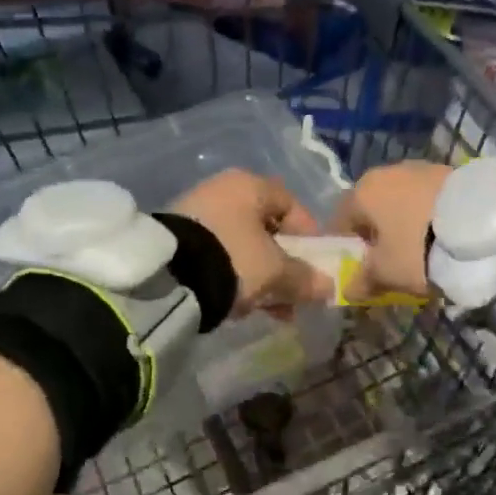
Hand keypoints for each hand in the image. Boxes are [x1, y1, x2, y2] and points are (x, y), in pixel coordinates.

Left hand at [169, 170, 333, 315]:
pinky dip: (232, 276)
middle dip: (282, 265)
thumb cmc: (233, 260)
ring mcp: (196, 212)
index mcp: (250, 185)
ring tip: (266, 309)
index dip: (309, 237)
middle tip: (291, 294)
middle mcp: (222, 190)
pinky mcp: (177, 238)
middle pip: (265, 229)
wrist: (167, 277)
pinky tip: (237, 304)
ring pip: (242, 246)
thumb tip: (328, 286)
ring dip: (260, 276)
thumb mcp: (275, 272)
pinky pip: (218, 255)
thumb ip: (304, 278)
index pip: (291, 205)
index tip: (314, 267)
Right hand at [329, 161, 453, 302]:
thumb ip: (362, 281)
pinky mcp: (451, 171)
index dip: (346, 246)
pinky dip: (427, 214)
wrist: (479, 225)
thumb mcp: (385, 273)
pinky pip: (428, 197)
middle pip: (373, 206)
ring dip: (404, 221)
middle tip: (389, 259)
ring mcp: (422, 167)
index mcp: (362, 191)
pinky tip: (441, 234)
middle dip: (377, 231)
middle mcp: (387, 171)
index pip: (340, 220)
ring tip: (420, 248)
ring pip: (402, 200)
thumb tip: (349, 289)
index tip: (357, 266)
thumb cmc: (416, 249)